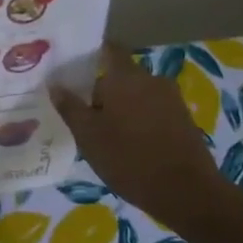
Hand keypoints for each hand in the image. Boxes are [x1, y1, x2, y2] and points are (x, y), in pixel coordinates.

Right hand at [50, 44, 226, 220]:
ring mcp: (171, 99)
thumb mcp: (88, 136)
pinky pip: (153, 111)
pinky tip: (129, 146)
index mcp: (126, 77)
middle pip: (121, 76)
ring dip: (121, 109)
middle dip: (102, 92)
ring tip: (104, 135)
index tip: (72, 68)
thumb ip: (70, 107)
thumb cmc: (129, 159)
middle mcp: (151, 79)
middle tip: (83, 116)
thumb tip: (55, 84)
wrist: (187, 192)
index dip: (91, 54)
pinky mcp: (183, 120)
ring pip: (137, 96)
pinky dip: (139, 121)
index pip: (108, 49)